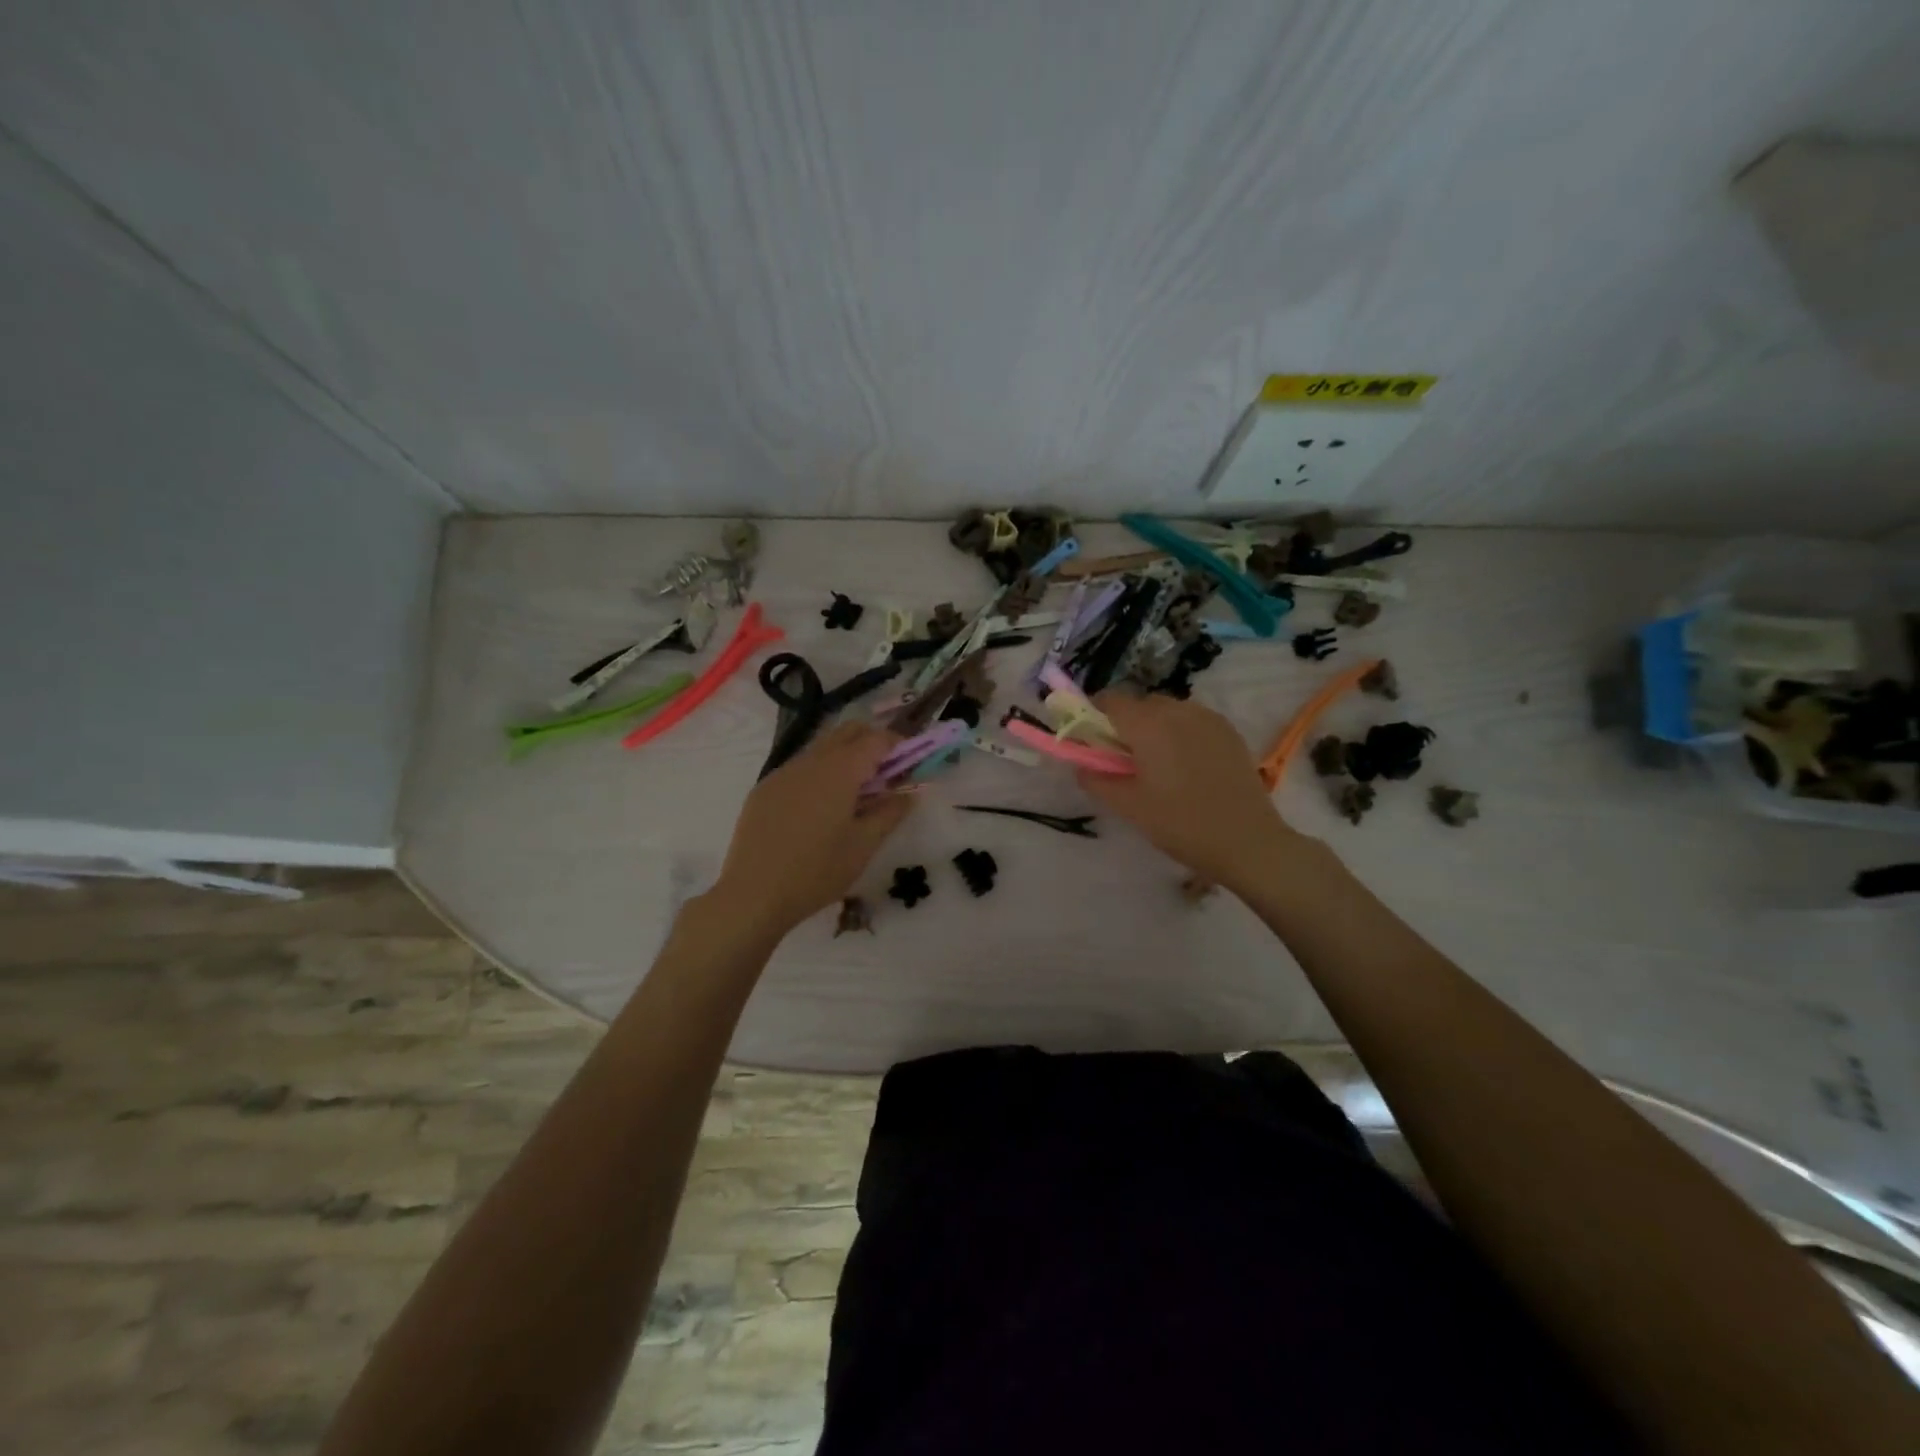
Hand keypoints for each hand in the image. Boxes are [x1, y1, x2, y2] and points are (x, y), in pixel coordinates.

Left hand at [709, 721, 913, 936]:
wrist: (753, 894)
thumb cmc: (816, 871)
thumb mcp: (863, 846)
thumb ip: (890, 813)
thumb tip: (908, 794)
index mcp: (840, 770)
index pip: (876, 739)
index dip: (898, 744)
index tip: (910, 762)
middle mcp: (811, 761)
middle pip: (847, 732)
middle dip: (871, 742)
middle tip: (886, 773)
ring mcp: (783, 772)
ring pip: (821, 747)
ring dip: (845, 757)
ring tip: (855, 792)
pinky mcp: (765, 788)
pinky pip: (800, 768)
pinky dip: (820, 773)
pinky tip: (820, 807)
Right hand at [1074, 692, 1299, 889]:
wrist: (1247, 840)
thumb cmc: (1180, 823)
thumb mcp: (1129, 806)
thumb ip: (1096, 779)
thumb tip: (1081, 765)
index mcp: (1148, 724)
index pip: (1110, 700)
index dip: (1094, 715)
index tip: (1092, 741)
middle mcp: (1177, 710)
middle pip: (1140, 703)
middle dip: (1125, 724)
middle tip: (1123, 760)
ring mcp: (1208, 717)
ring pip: (1168, 710)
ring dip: (1154, 727)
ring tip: (1158, 765)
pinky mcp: (1228, 731)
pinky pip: (1192, 720)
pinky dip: (1180, 732)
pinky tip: (1186, 766)